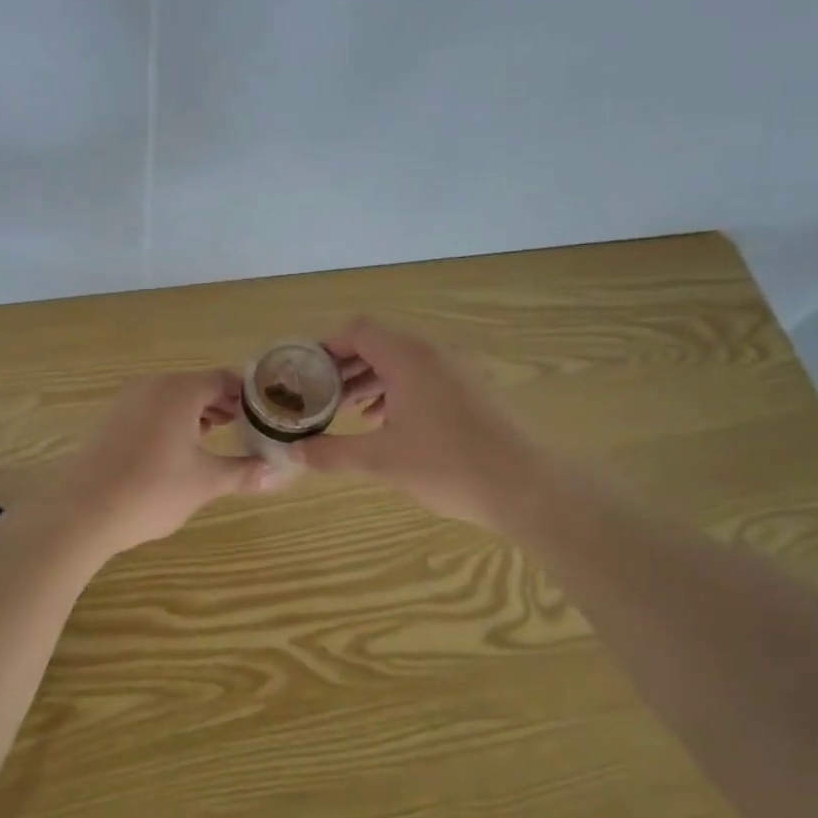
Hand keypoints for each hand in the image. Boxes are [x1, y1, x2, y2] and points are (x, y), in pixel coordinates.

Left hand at [45, 370, 274, 557]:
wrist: (83, 510)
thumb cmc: (152, 490)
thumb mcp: (205, 482)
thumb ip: (242, 472)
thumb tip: (276, 473)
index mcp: (180, 391)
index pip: (224, 379)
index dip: (249, 394)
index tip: (268, 412)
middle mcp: (154, 386)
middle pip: (199, 385)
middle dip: (225, 404)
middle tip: (249, 426)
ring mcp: (129, 400)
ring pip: (174, 397)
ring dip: (199, 412)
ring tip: (219, 435)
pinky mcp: (113, 418)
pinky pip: (154, 408)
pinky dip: (174, 419)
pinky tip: (182, 447)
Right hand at [298, 320, 541, 530]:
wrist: (523, 486)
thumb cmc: (446, 466)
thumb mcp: (381, 460)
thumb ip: (332, 453)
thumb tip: (294, 452)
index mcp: (409, 358)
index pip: (358, 331)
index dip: (327, 346)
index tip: (304, 371)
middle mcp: (433, 353)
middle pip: (379, 344)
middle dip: (345, 366)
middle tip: (319, 393)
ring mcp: (457, 369)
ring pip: (402, 362)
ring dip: (370, 379)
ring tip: (345, 409)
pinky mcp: (471, 390)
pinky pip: (423, 377)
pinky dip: (396, 390)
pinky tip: (383, 422)